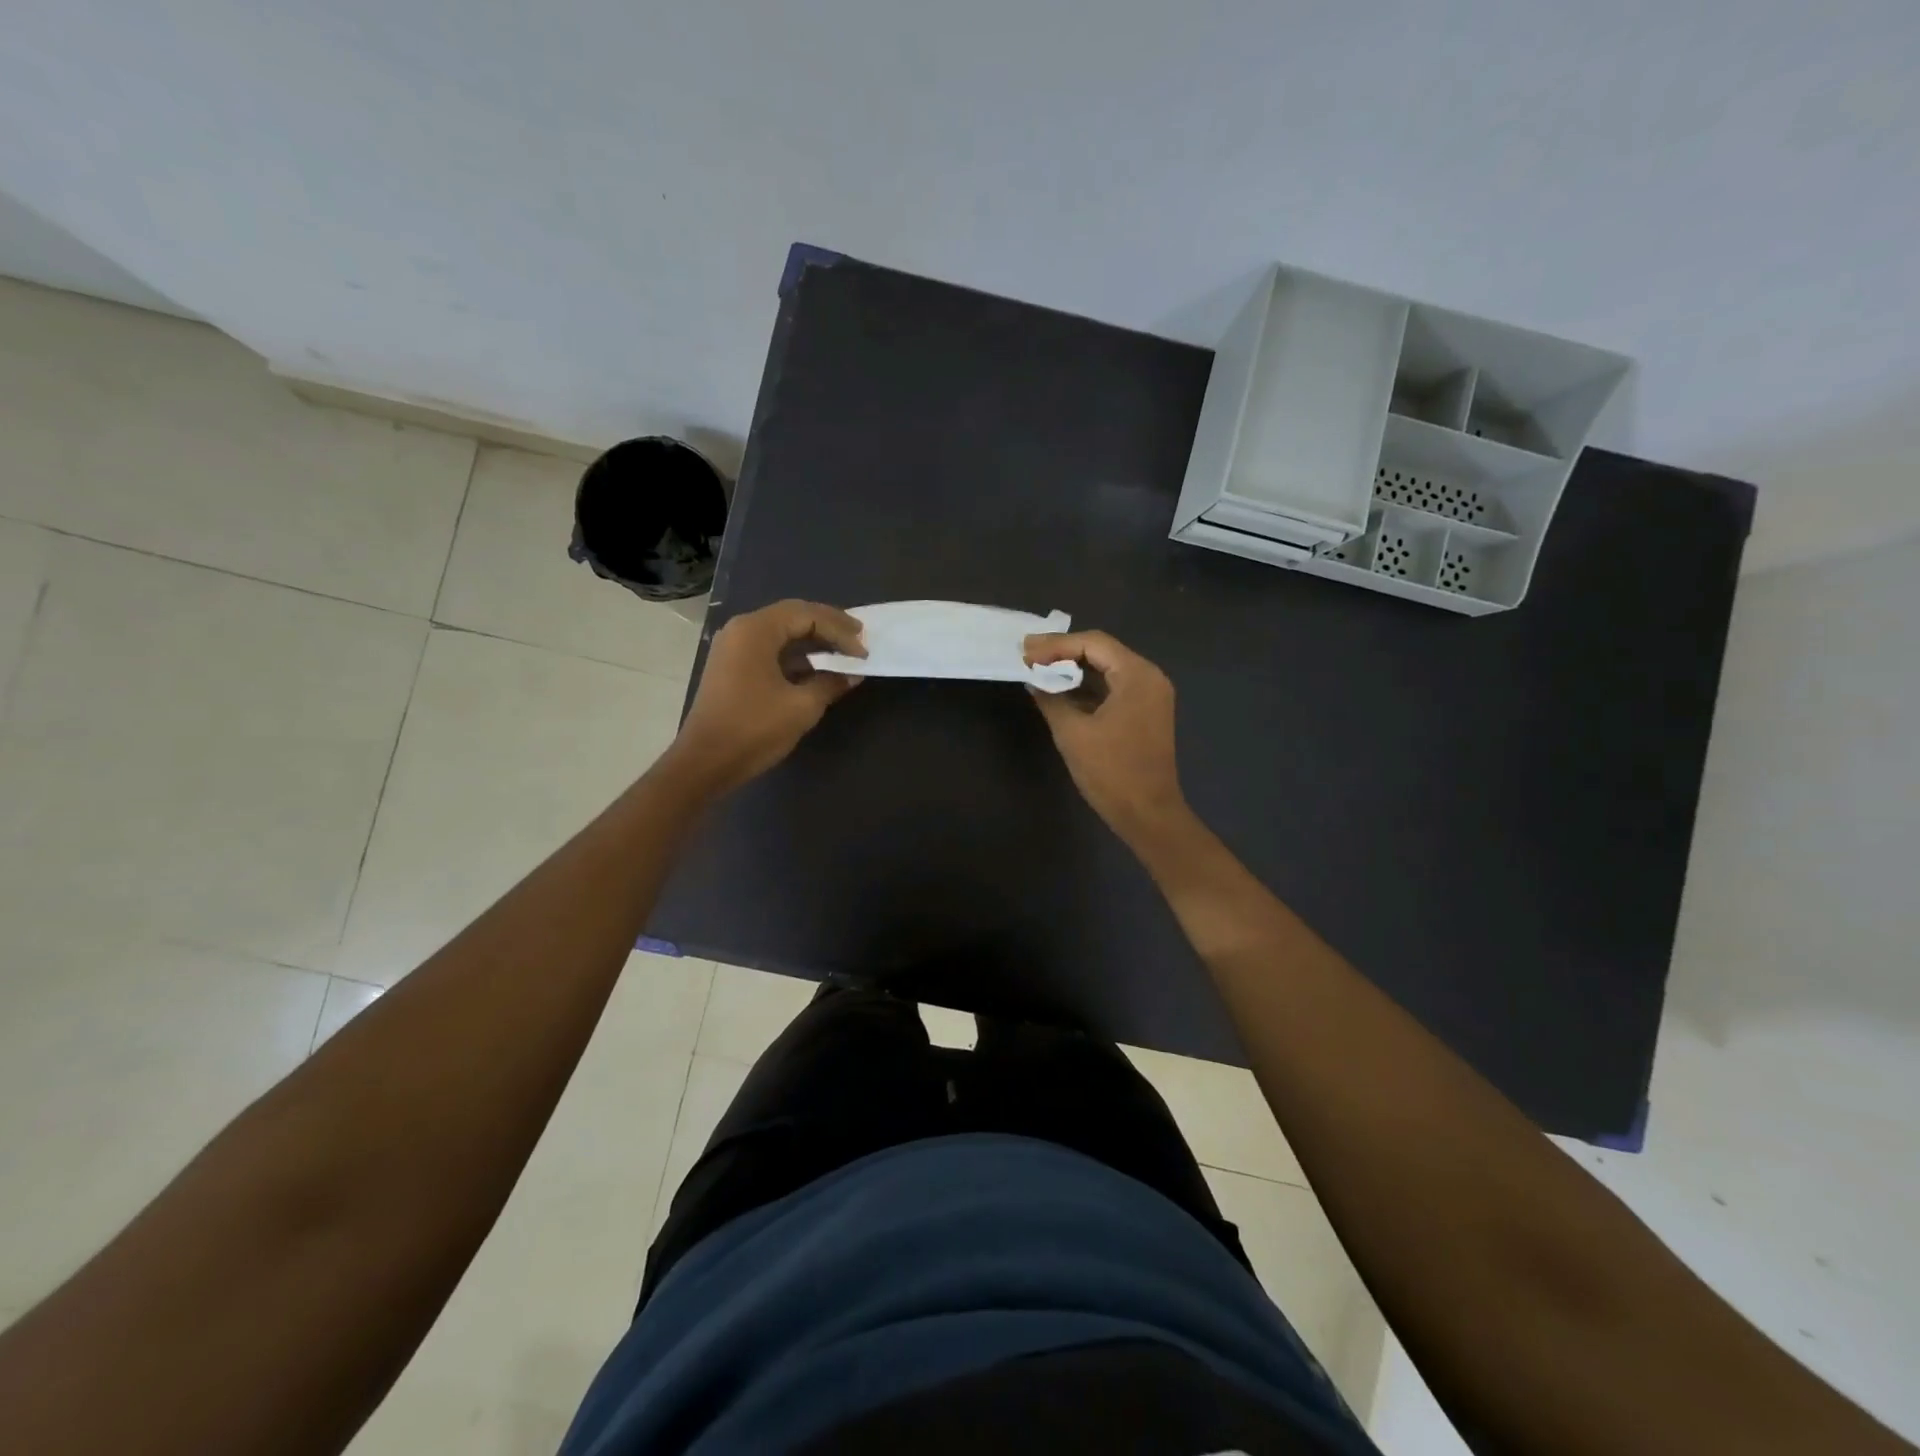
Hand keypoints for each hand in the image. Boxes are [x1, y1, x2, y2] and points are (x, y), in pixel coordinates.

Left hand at [668, 600, 864, 795]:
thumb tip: (853, 674)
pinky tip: (817, 669)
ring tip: (843, 653)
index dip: (840, 630)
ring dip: (813, 641)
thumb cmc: (754, 729)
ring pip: (781, 633)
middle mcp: (741, 630)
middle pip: (793, 616)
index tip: (863, 651)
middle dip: (829, 627)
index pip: (807, 615)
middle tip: (859, 639)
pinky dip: (796, 655)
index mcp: (756, 630)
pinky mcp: (732, 667)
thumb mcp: (801, 706)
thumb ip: (831, 683)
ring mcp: (733, 648)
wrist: (705, 762)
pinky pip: (770, 649)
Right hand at [1023, 630, 1189, 843]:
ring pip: (1107, 669)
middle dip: (1063, 652)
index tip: (1025, 652)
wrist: (1147, 814)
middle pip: (1102, 651)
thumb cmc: (1111, 771)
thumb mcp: (1072, 732)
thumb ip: (1051, 698)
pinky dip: (1087, 687)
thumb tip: (1034, 680)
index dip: (1056, 644)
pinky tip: (1060, 690)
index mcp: (1137, 675)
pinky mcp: (1145, 713)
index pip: (1093, 643)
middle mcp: (1149, 677)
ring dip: (1073, 668)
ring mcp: (1150, 696)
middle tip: (1028, 654)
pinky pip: (1113, 688)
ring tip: (1038, 669)